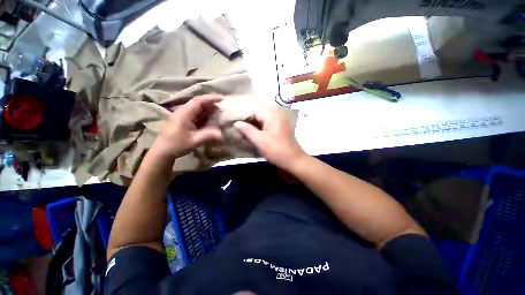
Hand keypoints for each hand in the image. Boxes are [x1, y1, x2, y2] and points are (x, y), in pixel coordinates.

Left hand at [151, 95, 222, 159]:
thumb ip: (208, 135)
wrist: (162, 151)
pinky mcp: (183, 121)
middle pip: (198, 104)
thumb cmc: (176, 145)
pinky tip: (210, 120)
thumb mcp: (194, 141)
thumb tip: (221, 133)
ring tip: (218, 114)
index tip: (221, 99)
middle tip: (221, 109)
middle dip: (210, 104)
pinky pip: (195, 115)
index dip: (210, 99)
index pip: (198, 101)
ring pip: (197, 109)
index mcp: (183, 114)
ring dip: (208, 110)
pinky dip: (204, 115)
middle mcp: (182, 112)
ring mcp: (182, 116)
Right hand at [234, 107, 306, 169]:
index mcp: (272, 116)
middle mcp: (277, 116)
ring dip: (254, 129)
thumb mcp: (259, 140)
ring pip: (263, 122)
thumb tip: (236, 123)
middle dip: (249, 124)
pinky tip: (256, 139)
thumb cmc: (276, 150)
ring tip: (247, 138)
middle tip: (242, 134)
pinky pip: (268, 127)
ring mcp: (280, 123)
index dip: (245, 119)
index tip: (239, 129)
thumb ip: (247, 130)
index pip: (254, 111)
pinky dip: (261, 132)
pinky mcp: (281, 130)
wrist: (294, 161)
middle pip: (259, 116)